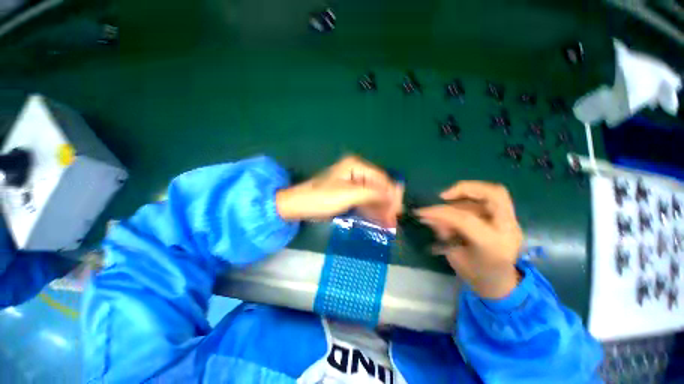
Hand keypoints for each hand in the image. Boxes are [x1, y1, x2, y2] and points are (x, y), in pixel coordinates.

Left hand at [276, 156, 403, 226]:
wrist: (299, 205)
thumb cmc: (321, 198)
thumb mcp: (348, 195)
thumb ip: (371, 193)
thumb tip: (393, 194)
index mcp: (356, 166)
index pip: (381, 178)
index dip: (391, 194)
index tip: (398, 211)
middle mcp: (357, 171)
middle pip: (378, 187)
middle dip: (387, 203)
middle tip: (393, 220)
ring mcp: (353, 183)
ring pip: (372, 195)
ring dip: (381, 209)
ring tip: (389, 224)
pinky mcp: (349, 193)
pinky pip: (365, 200)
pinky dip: (372, 210)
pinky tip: (379, 220)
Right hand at [416, 181, 522, 298]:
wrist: (501, 285)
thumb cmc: (476, 275)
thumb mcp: (454, 256)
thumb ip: (443, 233)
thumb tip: (427, 216)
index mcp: (493, 245)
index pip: (465, 219)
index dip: (440, 212)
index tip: (422, 211)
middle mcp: (508, 230)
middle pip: (494, 194)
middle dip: (465, 188)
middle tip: (444, 195)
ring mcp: (511, 223)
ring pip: (492, 193)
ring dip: (465, 195)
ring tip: (448, 205)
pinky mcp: (508, 219)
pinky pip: (488, 200)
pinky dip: (470, 200)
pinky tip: (459, 210)